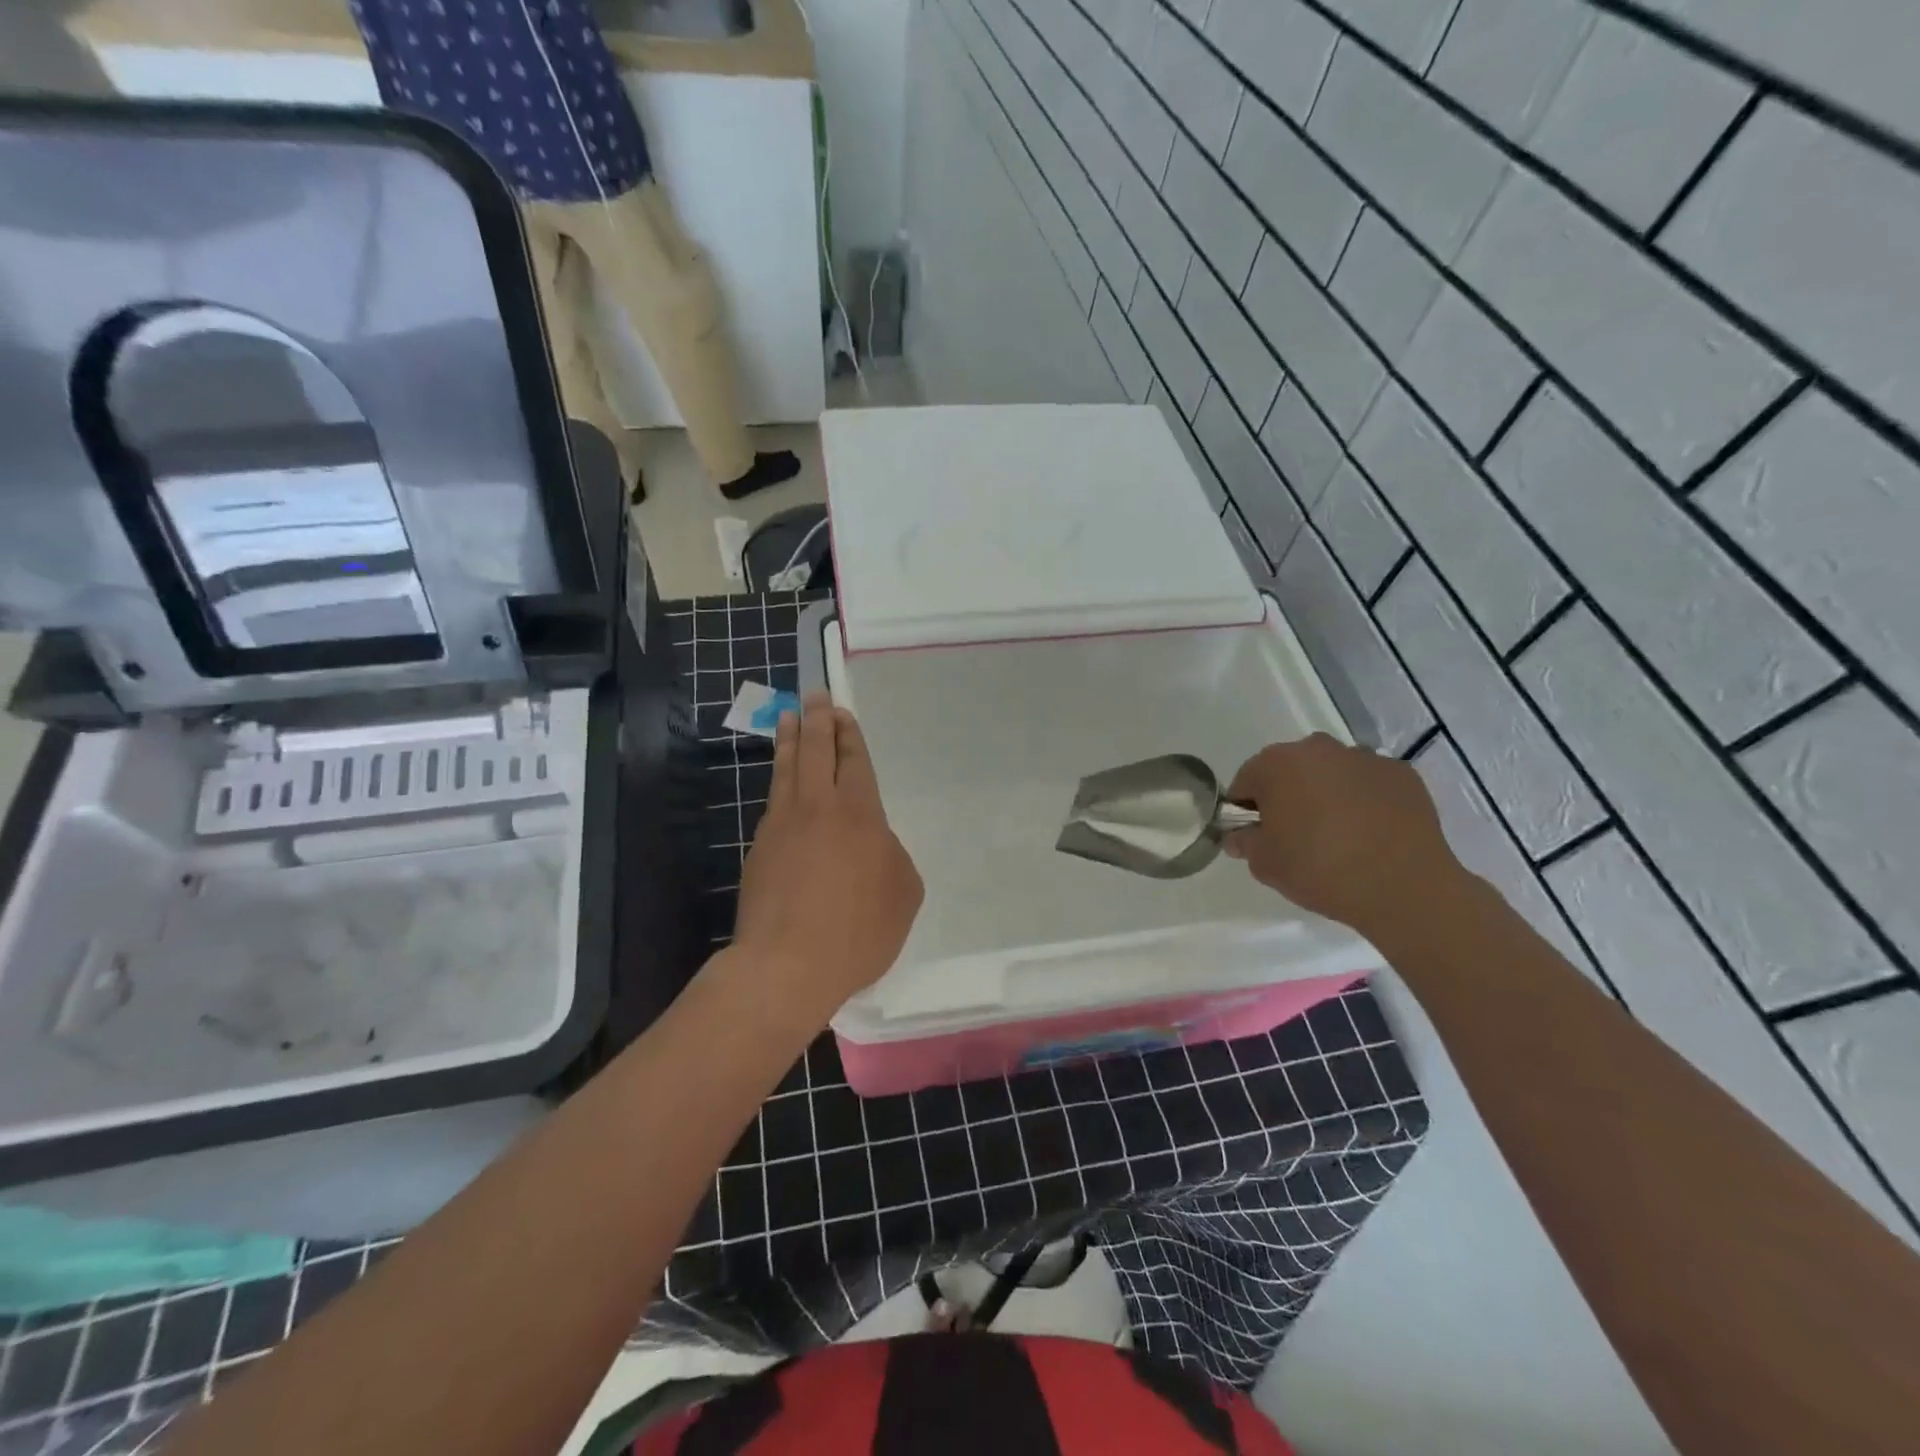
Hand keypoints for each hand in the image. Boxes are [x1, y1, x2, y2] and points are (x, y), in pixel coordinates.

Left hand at [730, 692, 923, 1023]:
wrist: (787, 964)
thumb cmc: (858, 930)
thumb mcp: (903, 894)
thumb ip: (893, 857)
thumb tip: (874, 844)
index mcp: (860, 814)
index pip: (854, 762)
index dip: (849, 735)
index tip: (841, 713)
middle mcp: (819, 808)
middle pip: (817, 752)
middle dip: (818, 721)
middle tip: (815, 698)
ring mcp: (783, 825)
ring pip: (788, 769)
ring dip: (791, 740)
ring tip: (789, 718)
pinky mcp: (759, 848)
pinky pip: (773, 800)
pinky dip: (779, 779)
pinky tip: (782, 780)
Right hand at [1223, 734, 1466, 938]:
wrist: (1404, 886)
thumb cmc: (1319, 869)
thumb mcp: (1265, 864)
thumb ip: (1245, 842)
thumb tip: (1240, 836)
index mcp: (1276, 764)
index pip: (1246, 781)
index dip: (1246, 811)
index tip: (1256, 836)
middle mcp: (1318, 749)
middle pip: (1289, 771)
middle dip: (1287, 797)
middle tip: (1295, 837)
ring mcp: (1364, 758)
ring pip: (1331, 774)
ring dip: (1326, 795)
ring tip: (1338, 837)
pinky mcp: (1401, 774)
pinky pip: (1368, 785)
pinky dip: (1364, 801)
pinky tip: (1370, 834)